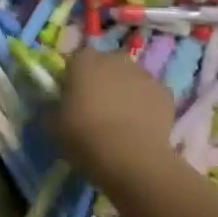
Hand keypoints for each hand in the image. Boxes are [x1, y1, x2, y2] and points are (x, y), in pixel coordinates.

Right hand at [53, 47, 178, 188]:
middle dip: (104, 80)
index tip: (73, 96)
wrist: (130, 157)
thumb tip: (52, 106)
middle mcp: (116, 60)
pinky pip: (151, 96)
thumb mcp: (52, 126)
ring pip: (132, 79)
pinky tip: (142, 127)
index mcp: (85, 61)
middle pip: (108, 64)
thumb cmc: (84, 137)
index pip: (78, 59)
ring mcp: (144, 74)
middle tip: (98, 107)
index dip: (76, 76)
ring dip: (127, 91)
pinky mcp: (166, 93)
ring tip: (122, 121)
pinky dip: (147, 106)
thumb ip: (51, 109)